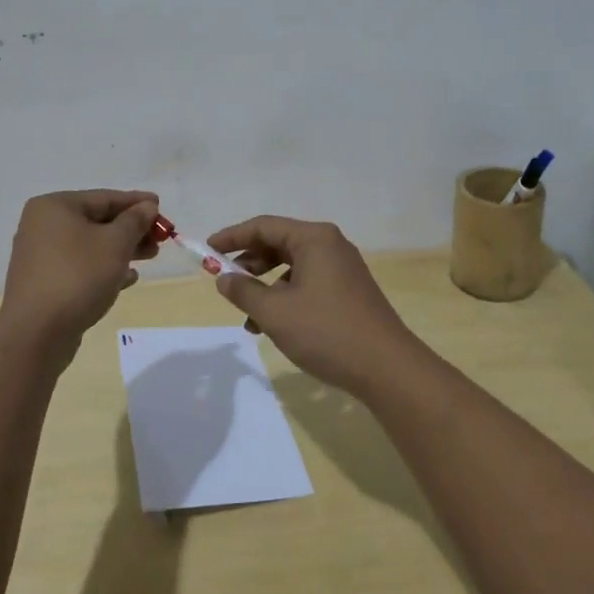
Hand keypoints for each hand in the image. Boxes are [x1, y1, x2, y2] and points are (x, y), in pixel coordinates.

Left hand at [0, 190, 160, 353]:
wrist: (36, 334)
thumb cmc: (78, 276)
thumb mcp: (115, 244)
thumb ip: (135, 221)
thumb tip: (147, 206)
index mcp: (55, 207)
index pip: (104, 198)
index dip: (136, 202)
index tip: (161, 206)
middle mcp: (42, 226)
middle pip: (97, 220)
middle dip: (131, 229)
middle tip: (159, 238)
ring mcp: (41, 256)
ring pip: (90, 245)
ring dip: (121, 249)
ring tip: (150, 257)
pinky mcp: (44, 282)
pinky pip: (80, 266)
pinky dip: (104, 267)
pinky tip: (128, 278)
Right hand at [205, 215, 421, 396]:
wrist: (386, 368)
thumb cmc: (326, 331)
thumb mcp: (275, 312)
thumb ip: (244, 291)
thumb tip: (224, 278)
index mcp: (314, 238)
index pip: (263, 226)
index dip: (232, 237)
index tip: (207, 251)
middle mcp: (330, 245)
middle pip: (278, 243)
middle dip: (248, 263)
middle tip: (224, 282)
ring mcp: (342, 268)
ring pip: (292, 267)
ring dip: (265, 287)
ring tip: (248, 316)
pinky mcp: (348, 291)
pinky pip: (307, 283)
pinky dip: (285, 298)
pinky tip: (273, 327)